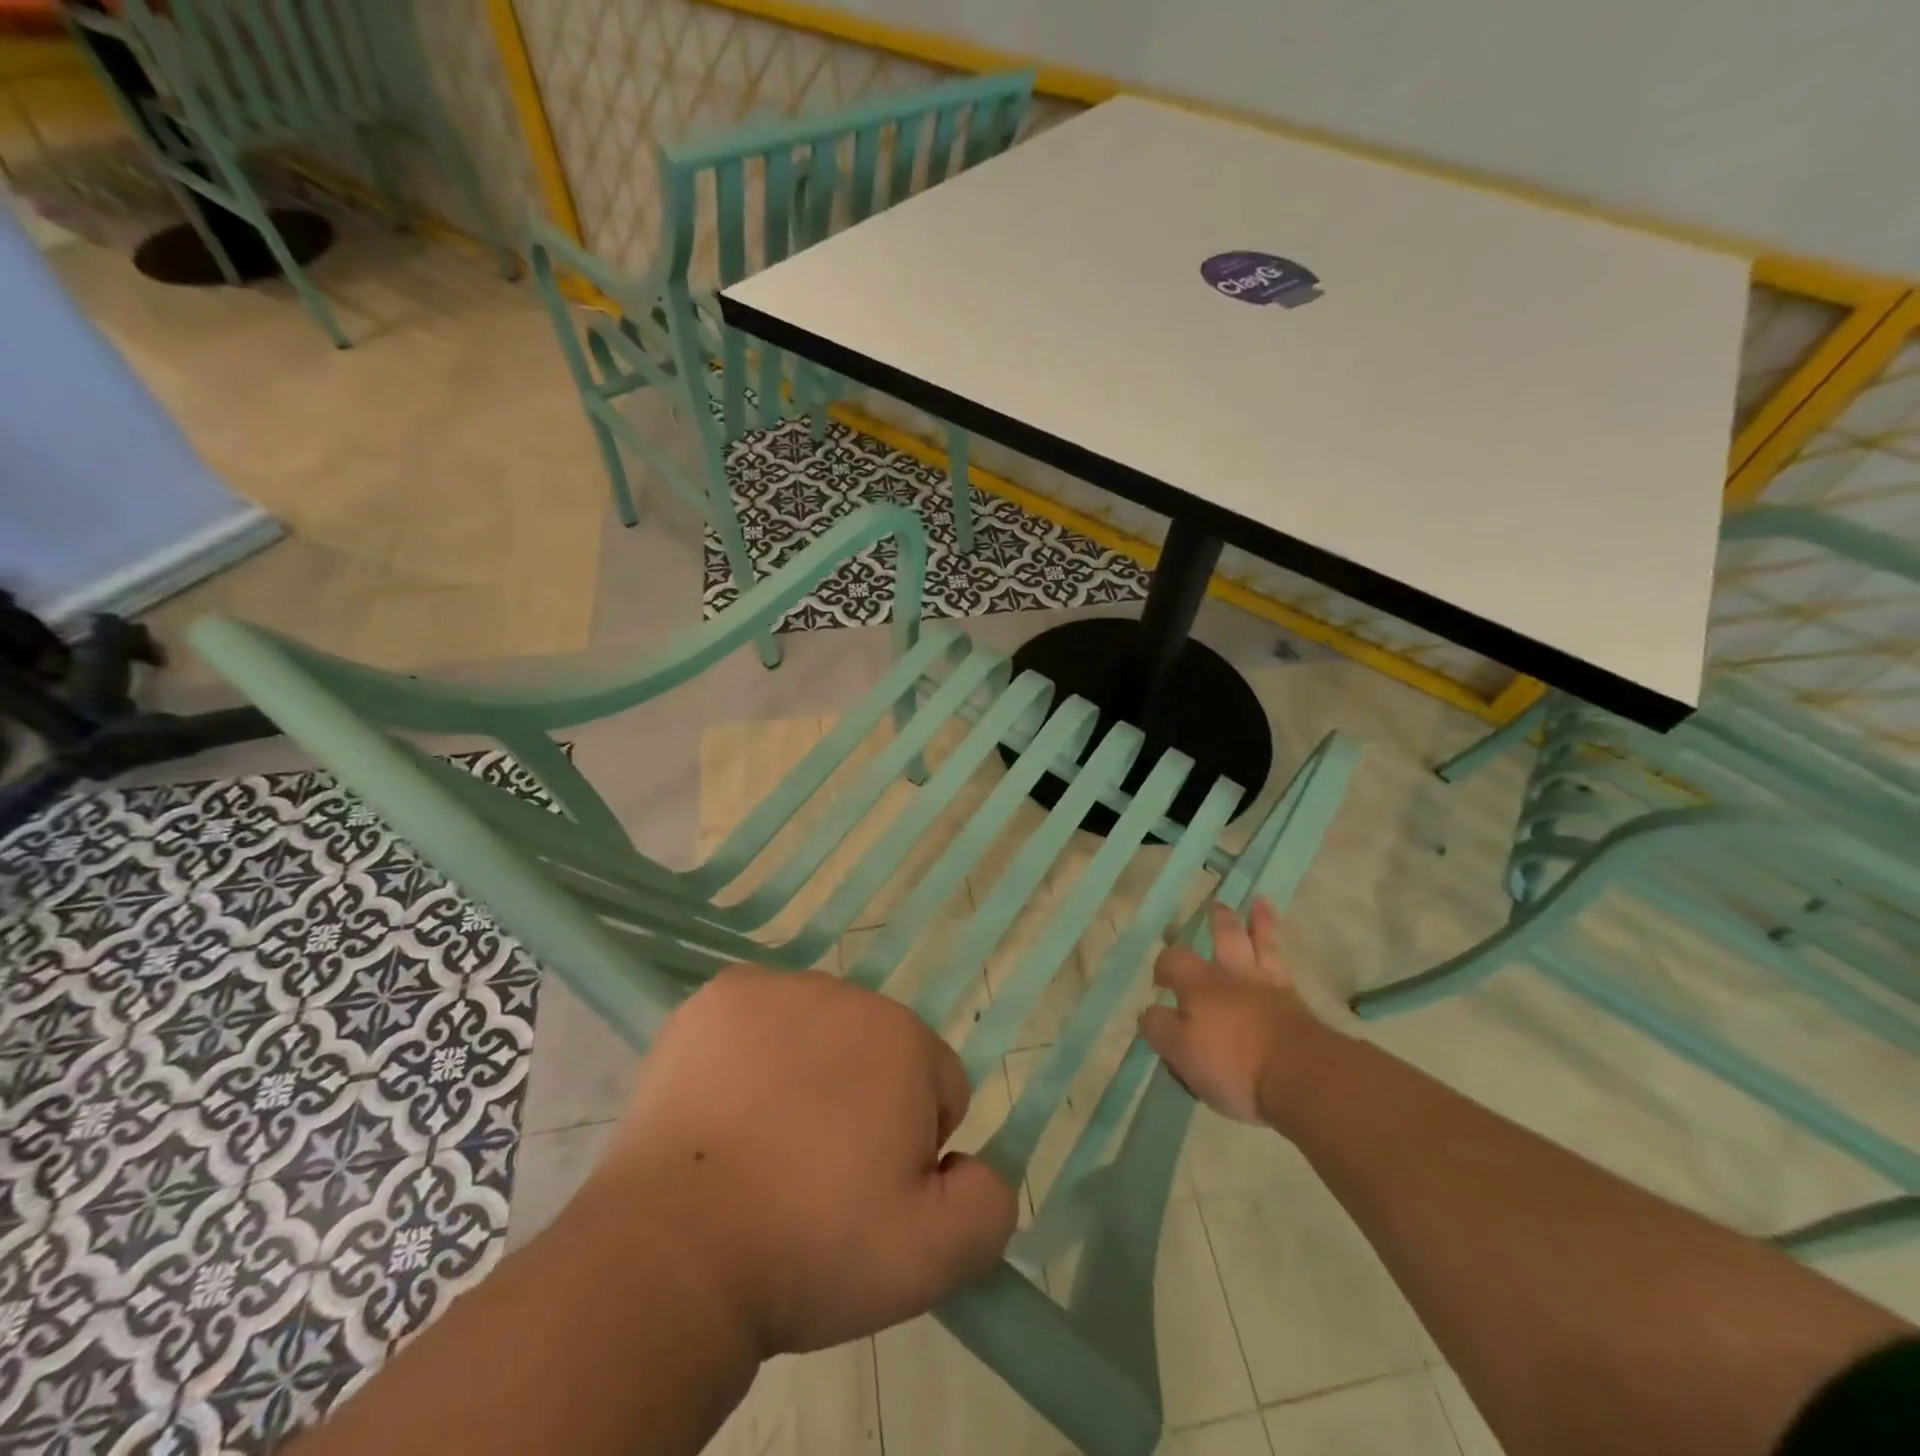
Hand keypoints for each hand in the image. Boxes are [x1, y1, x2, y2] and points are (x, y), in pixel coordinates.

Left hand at [584, 967, 1018, 1356]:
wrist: (672, 1252)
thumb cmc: (809, 1248)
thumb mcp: (931, 1258)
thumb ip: (990, 1204)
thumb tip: (970, 1165)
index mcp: (904, 1039)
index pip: (938, 1084)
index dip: (914, 1146)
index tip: (869, 1192)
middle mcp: (845, 993)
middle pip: (876, 1051)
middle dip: (863, 1102)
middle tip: (815, 1174)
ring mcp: (774, 988)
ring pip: (817, 1031)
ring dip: (808, 1074)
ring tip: (766, 1146)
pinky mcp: (716, 998)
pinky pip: (759, 1020)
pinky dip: (753, 1053)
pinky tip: (728, 1109)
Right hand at [1139, 898, 1331, 1125]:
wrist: (1300, 1074)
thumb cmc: (1233, 1065)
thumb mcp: (1181, 1053)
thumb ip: (1160, 1028)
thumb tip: (1150, 1012)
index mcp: (1199, 985)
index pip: (1173, 962)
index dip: (1164, 966)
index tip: (1162, 981)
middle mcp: (1231, 976)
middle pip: (1223, 937)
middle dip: (1217, 922)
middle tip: (1214, 907)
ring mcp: (1267, 985)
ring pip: (1260, 942)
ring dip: (1259, 921)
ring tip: (1259, 903)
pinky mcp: (1295, 1001)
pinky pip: (1283, 962)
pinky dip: (1279, 943)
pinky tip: (1278, 942)